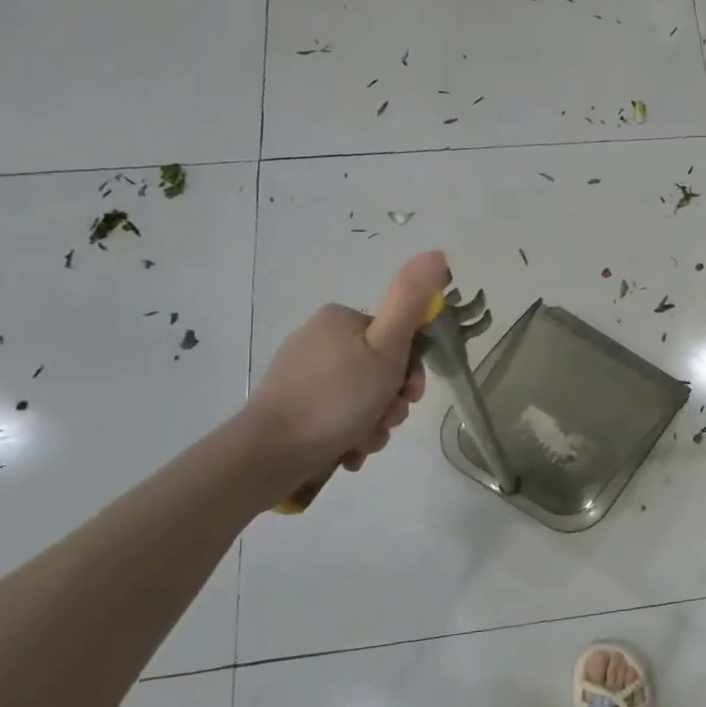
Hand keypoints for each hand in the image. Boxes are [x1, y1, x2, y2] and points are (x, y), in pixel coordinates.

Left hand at [244, 251, 447, 488]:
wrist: (270, 453)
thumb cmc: (337, 398)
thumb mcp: (387, 348)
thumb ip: (410, 302)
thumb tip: (436, 253)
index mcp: (340, 320)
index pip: (398, 339)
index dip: (412, 371)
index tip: (410, 395)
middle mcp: (318, 339)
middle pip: (380, 370)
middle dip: (391, 402)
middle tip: (386, 421)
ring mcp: (302, 375)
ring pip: (362, 397)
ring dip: (374, 423)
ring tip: (364, 442)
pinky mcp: (291, 406)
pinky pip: (337, 416)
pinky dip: (350, 433)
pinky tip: (349, 451)